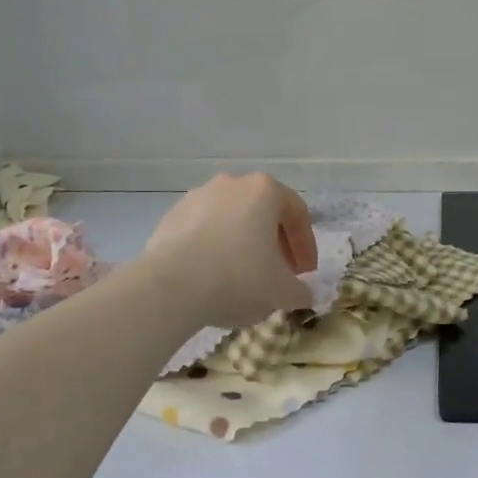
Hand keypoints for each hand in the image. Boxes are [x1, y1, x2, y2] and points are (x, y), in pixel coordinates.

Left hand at [142, 174, 317, 328]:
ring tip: (242, 278)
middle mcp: (232, 184)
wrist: (171, 286)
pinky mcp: (171, 217)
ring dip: (242, 245)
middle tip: (277, 275)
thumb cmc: (239, 278)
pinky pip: (202, 232)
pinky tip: (211, 277)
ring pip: (231, 221)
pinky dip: (213, 249)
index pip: (297, 214)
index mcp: (265, 190)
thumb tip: (301, 293)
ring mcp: (197, 197)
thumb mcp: (282, 291)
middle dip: (274, 245)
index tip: (305, 274)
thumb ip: (299, 290)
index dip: (306, 246)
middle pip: (263, 213)